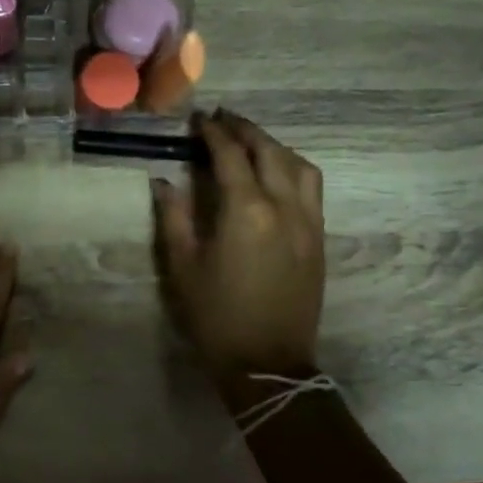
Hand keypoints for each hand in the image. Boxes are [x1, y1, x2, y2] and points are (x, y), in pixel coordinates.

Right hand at [151, 110, 325, 398]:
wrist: (267, 363)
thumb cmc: (216, 316)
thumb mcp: (182, 266)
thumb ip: (173, 217)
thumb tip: (164, 181)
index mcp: (246, 211)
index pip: (230, 155)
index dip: (213, 133)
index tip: (199, 120)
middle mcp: (284, 206)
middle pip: (269, 151)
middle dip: (245, 130)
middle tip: (223, 120)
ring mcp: (308, 222)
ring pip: (299, 165)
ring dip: (274, 146)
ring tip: (250, 142)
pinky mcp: (319, 239)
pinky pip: (312, 188)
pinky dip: (293, 168)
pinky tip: (276, 173)